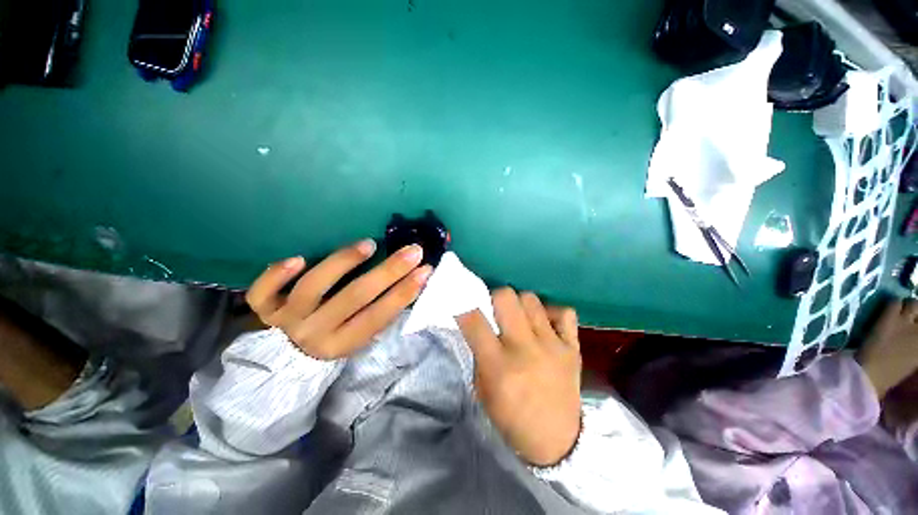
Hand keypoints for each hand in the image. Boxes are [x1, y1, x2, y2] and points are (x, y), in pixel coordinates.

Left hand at [246, 240, 431, 359]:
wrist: (286, 360)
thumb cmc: (332, 342)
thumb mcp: (358, 337)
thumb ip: (377, 314)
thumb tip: (409, 282)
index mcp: (343, 343)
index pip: (379, 315)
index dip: (404, 292)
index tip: (425, 270)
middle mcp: (315, 333)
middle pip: (354, 298)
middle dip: (388, 272)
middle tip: (412, 250)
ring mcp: (286, 320)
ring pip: (312, 288)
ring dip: (342, 263)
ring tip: (368, 244)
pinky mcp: (264, 309)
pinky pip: (263, 293)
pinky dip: (276, 275)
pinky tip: (297, 258)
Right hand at [456, 288, 581, 466]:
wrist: (557, 442)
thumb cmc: (511, 418)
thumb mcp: (483, 390)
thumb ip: (480, 352)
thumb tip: (479, 322)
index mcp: (498, 366)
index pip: (474, 320)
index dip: (464, 306)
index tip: (464, 302)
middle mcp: (525, 349)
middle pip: (506, 297)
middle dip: (495, 297)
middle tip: (496, 310)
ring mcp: (552, 345)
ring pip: (531, 299)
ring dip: (520, 304)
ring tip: (520, 318)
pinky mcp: (572, 347)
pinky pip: (564, 312)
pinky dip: (552, 313)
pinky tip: (545, 325)